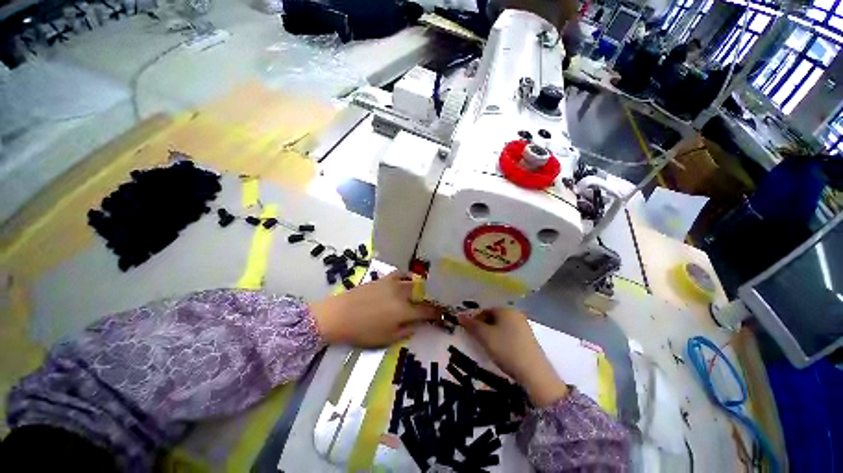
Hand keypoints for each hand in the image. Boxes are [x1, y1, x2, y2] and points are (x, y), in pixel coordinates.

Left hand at [310, 272, 440, 346]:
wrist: (339, 314)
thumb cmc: (362, 331)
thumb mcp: (386, 338)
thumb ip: (405, 331)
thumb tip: (417, 324)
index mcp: (404, 310)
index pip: (427, 310)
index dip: (437, 312)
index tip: (444, 313)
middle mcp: (402, 293)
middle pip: (423, 293)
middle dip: (432, 297)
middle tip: (436, 302)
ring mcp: (393, 283)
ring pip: (414, 281)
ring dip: (423, 286)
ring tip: (425, 290)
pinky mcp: (384, 278)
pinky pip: (401, 274)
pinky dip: (408, 276)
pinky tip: (409, 279)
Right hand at [458, 308, 568, 407]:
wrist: (535, 374)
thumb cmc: (506, 349)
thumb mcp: (485, 336)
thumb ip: (471, 324)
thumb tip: (459, 315)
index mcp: (506, 308)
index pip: (484, 308)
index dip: (473, 317)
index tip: (466, 328)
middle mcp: (515, 313)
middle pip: (493, 315)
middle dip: (481, 324)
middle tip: (473, 336)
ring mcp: (523, 326)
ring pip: (500, 324)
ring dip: (490, 331)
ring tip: (483, 343)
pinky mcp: (527, 338)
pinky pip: (508, 332)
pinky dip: (500, 337)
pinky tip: (497, 348)